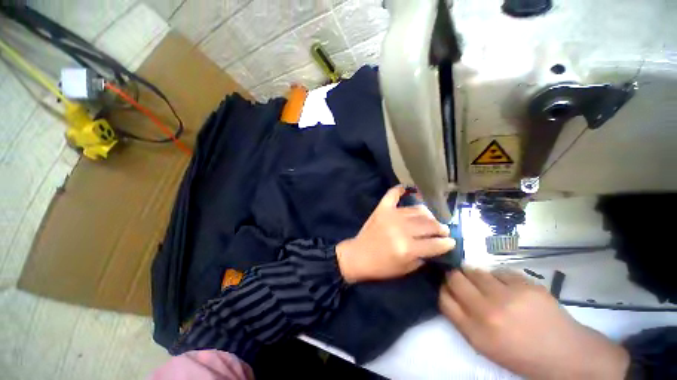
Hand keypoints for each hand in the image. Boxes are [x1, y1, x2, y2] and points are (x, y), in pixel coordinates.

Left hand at [336, 186, 454, 282]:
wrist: (358, 256)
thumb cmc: (381, 266)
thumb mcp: (406, 269)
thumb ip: (423, 256)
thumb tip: (437, 245)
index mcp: (407, 248)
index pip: (435, 243)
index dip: (447, 243)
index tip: (452, 241)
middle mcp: (401, 229)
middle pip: (429, 224)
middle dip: (440, 228)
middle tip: (443, 229)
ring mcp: (391, 216)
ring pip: (417, 210)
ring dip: (428, 214)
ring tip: (430, 219)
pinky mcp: (382, 209)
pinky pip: (393, 194)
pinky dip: (401, 189)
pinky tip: (409, 189)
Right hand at [439, 269, 629, 379]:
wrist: (565, 354)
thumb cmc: (520, 353)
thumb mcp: (484, 345)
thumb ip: (462, 318)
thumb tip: (449, 291)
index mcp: (475, 332)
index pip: (443, 298)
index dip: (443, 289)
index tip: (448, 287)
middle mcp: (487, 311)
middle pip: (454, 279)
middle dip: (454, 276)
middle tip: (462, 279)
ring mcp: (507, 296)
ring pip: (474, 271)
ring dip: (474, 274)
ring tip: (486, 283)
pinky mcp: (525, 284)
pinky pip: (498, 271)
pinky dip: (498, 276)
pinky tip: (507, 286)